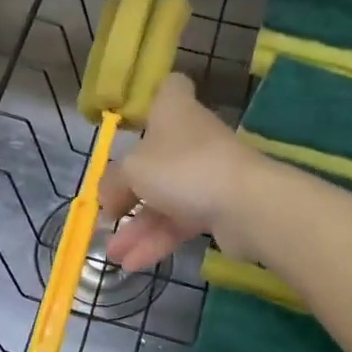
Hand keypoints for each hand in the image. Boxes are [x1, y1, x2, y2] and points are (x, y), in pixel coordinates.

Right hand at [102, 74, 271, 271]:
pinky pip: (180, 222)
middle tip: (107, 213)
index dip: (150, 98)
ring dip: (138, 226)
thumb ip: (112, 182)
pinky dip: (157, 240)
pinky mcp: (218, 207)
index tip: (131, 120)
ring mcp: (206, 173)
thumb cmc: (182, 167)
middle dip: (129, 189)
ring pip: (165, 197)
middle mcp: (191, 138)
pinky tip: (133, 263)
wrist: (246, 204)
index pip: (169, 88)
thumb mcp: (132, 170)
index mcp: (173, 111)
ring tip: (111, 254)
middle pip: (155, 157)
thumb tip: (104, 197)